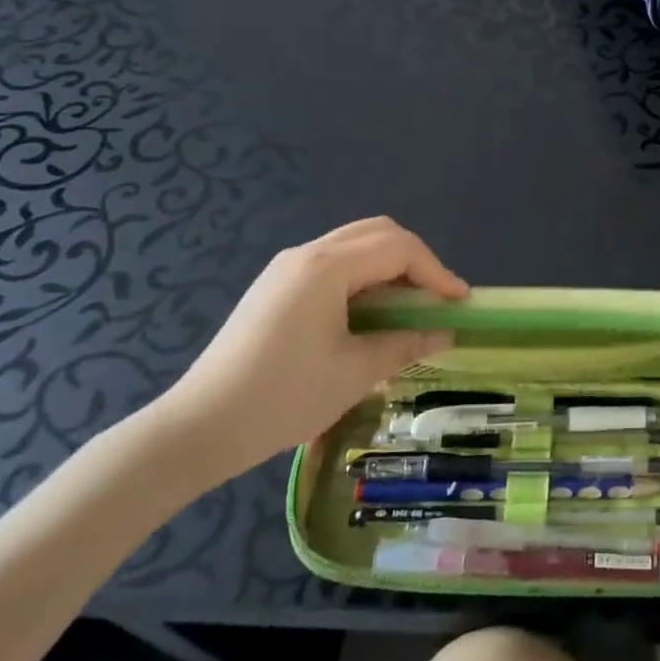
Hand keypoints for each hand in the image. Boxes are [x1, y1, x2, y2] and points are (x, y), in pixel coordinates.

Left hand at [147, 217, 468, 490]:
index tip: (460, 303)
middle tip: (436, 299)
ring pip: (354, 247)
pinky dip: (364, 278)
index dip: (437, 272)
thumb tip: (445, 333)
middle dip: (416, 260)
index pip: (399, 248)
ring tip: (409, 309)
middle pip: (377, 233)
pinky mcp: (275, 288)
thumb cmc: (283, 397)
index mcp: (327, 267)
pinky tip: (369, 315)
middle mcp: (307, 254)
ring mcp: (286, 269)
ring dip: (389, 268)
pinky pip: (333, 266)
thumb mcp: (355, 372)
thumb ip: (406, 344)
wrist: (199, 427)